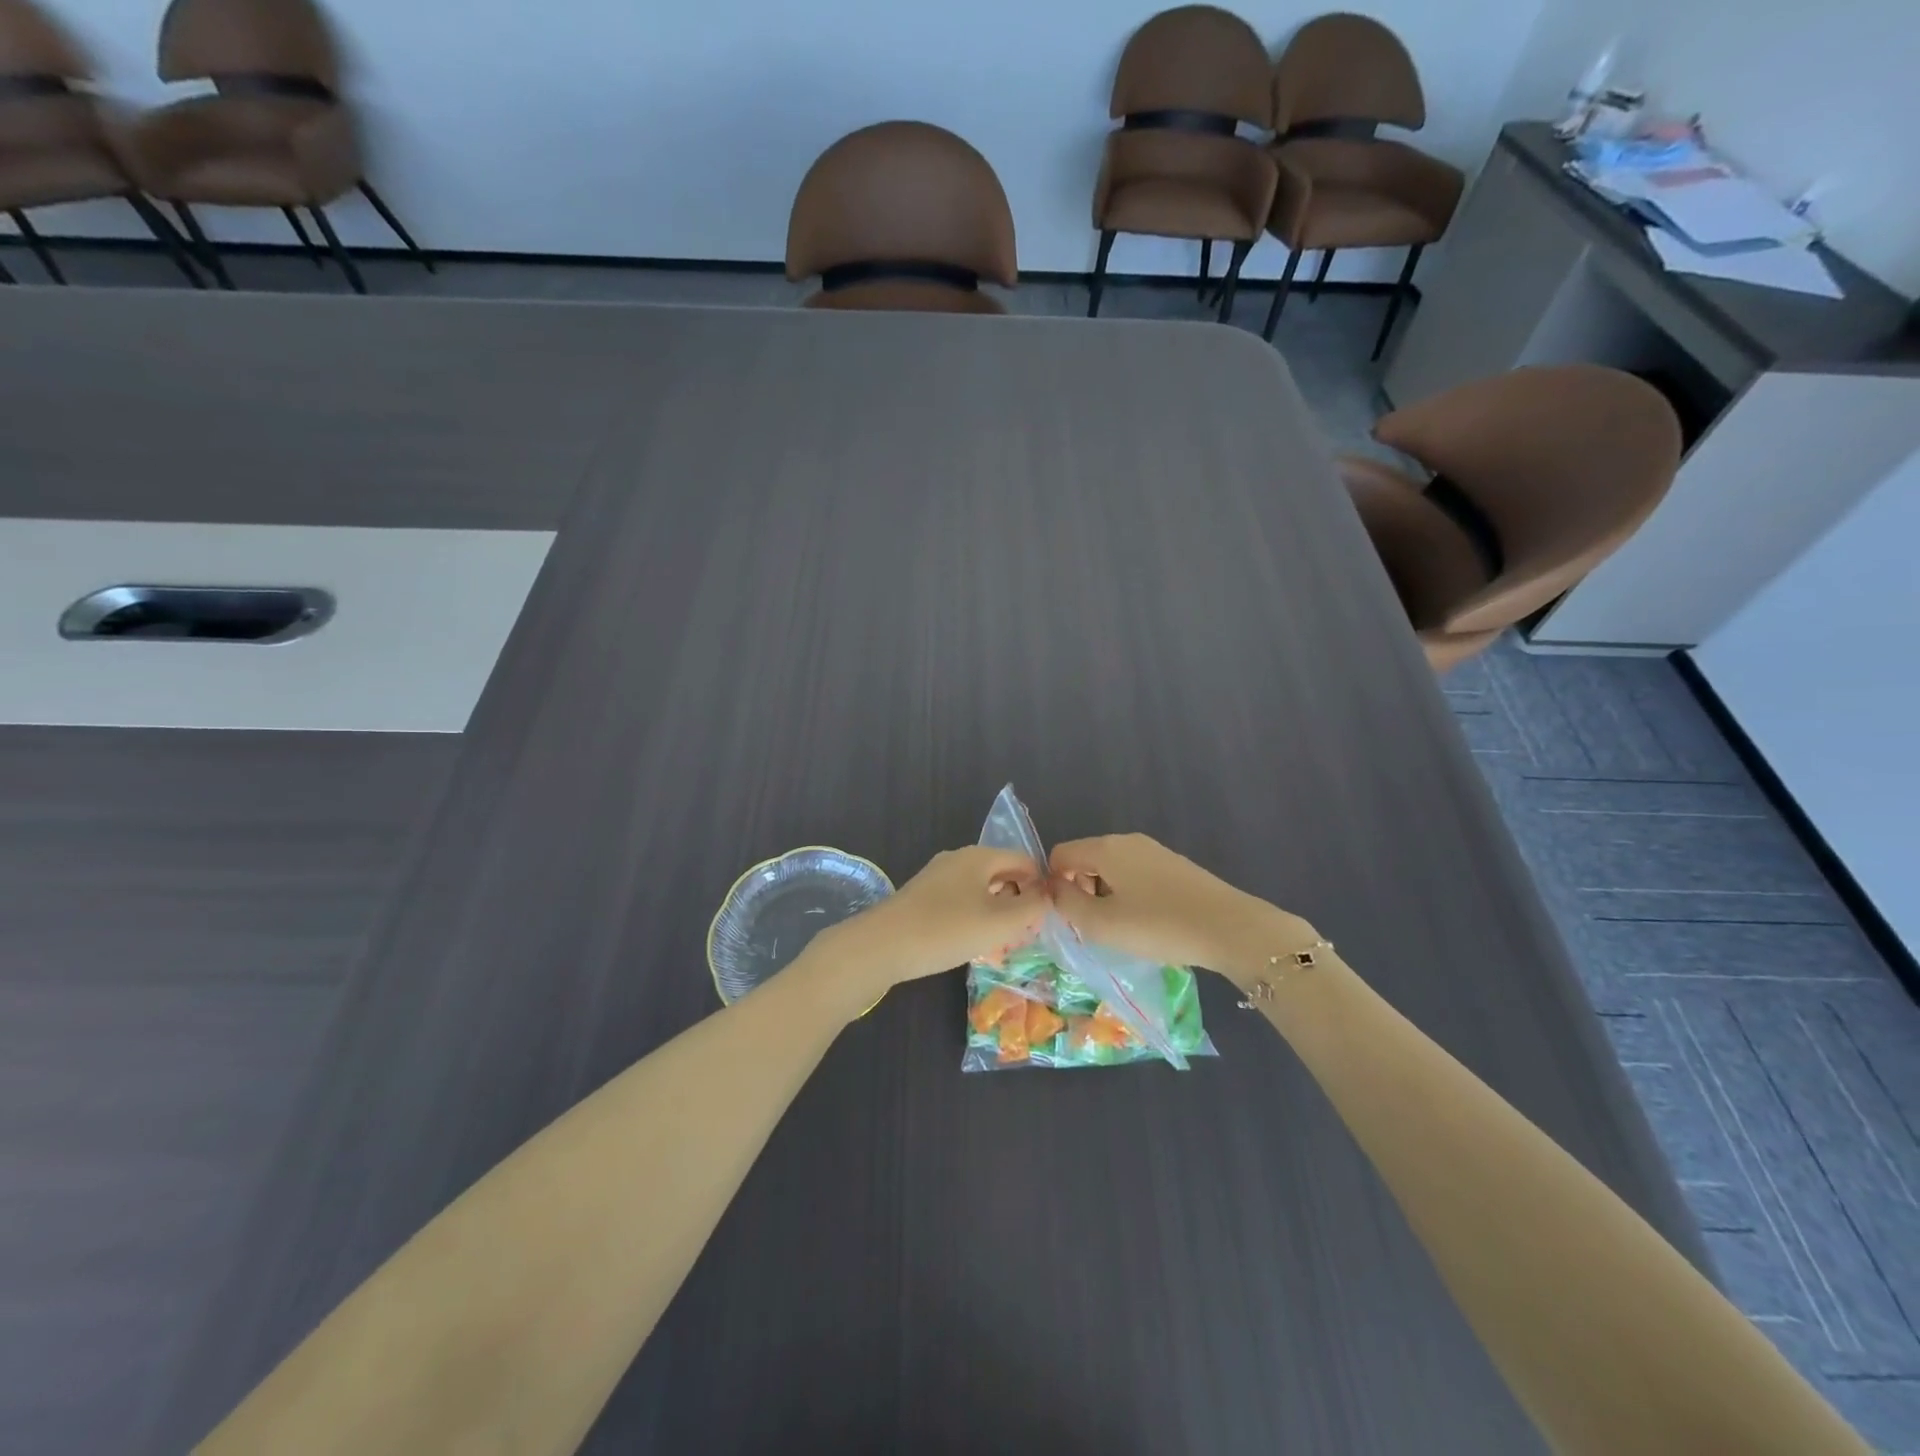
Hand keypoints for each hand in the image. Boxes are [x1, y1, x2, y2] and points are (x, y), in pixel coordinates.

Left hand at [813, 847, 1045, 1009]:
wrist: (881, 945)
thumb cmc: (946, 930)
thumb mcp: (999, 923)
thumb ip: (1031, 908)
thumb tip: (1045, 897)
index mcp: (979, 856)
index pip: (1024, 860)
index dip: (1041, 884)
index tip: (1049, 915)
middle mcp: (958, 859)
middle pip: (1001, 873)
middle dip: (1019, 900)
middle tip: (1029, 932)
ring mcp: (937, 877)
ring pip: (980, 889)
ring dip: (997, 912)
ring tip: (1005, 943)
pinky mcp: (922, 897)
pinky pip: (960, 901)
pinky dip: (975, 917)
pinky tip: (973, 944)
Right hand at [1050, 833, 1314, 980]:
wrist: (1229, 928)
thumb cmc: (1157, 925)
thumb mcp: (1102, 924)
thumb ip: (1067, 905)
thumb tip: (1054, 890)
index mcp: (1105, 848)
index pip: (1060, 854)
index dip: (1053, 883)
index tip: (1064, 916)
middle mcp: (1127, 841)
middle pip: (1086, 859)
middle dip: (1079, 890)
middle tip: (1090, 927)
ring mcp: (1154, 851)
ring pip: (1112, 868)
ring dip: (1104, 895)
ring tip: (1118, 929)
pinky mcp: (1174, 866)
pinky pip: (1135, 875)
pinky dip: (1128, 895)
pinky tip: (1145, 922)